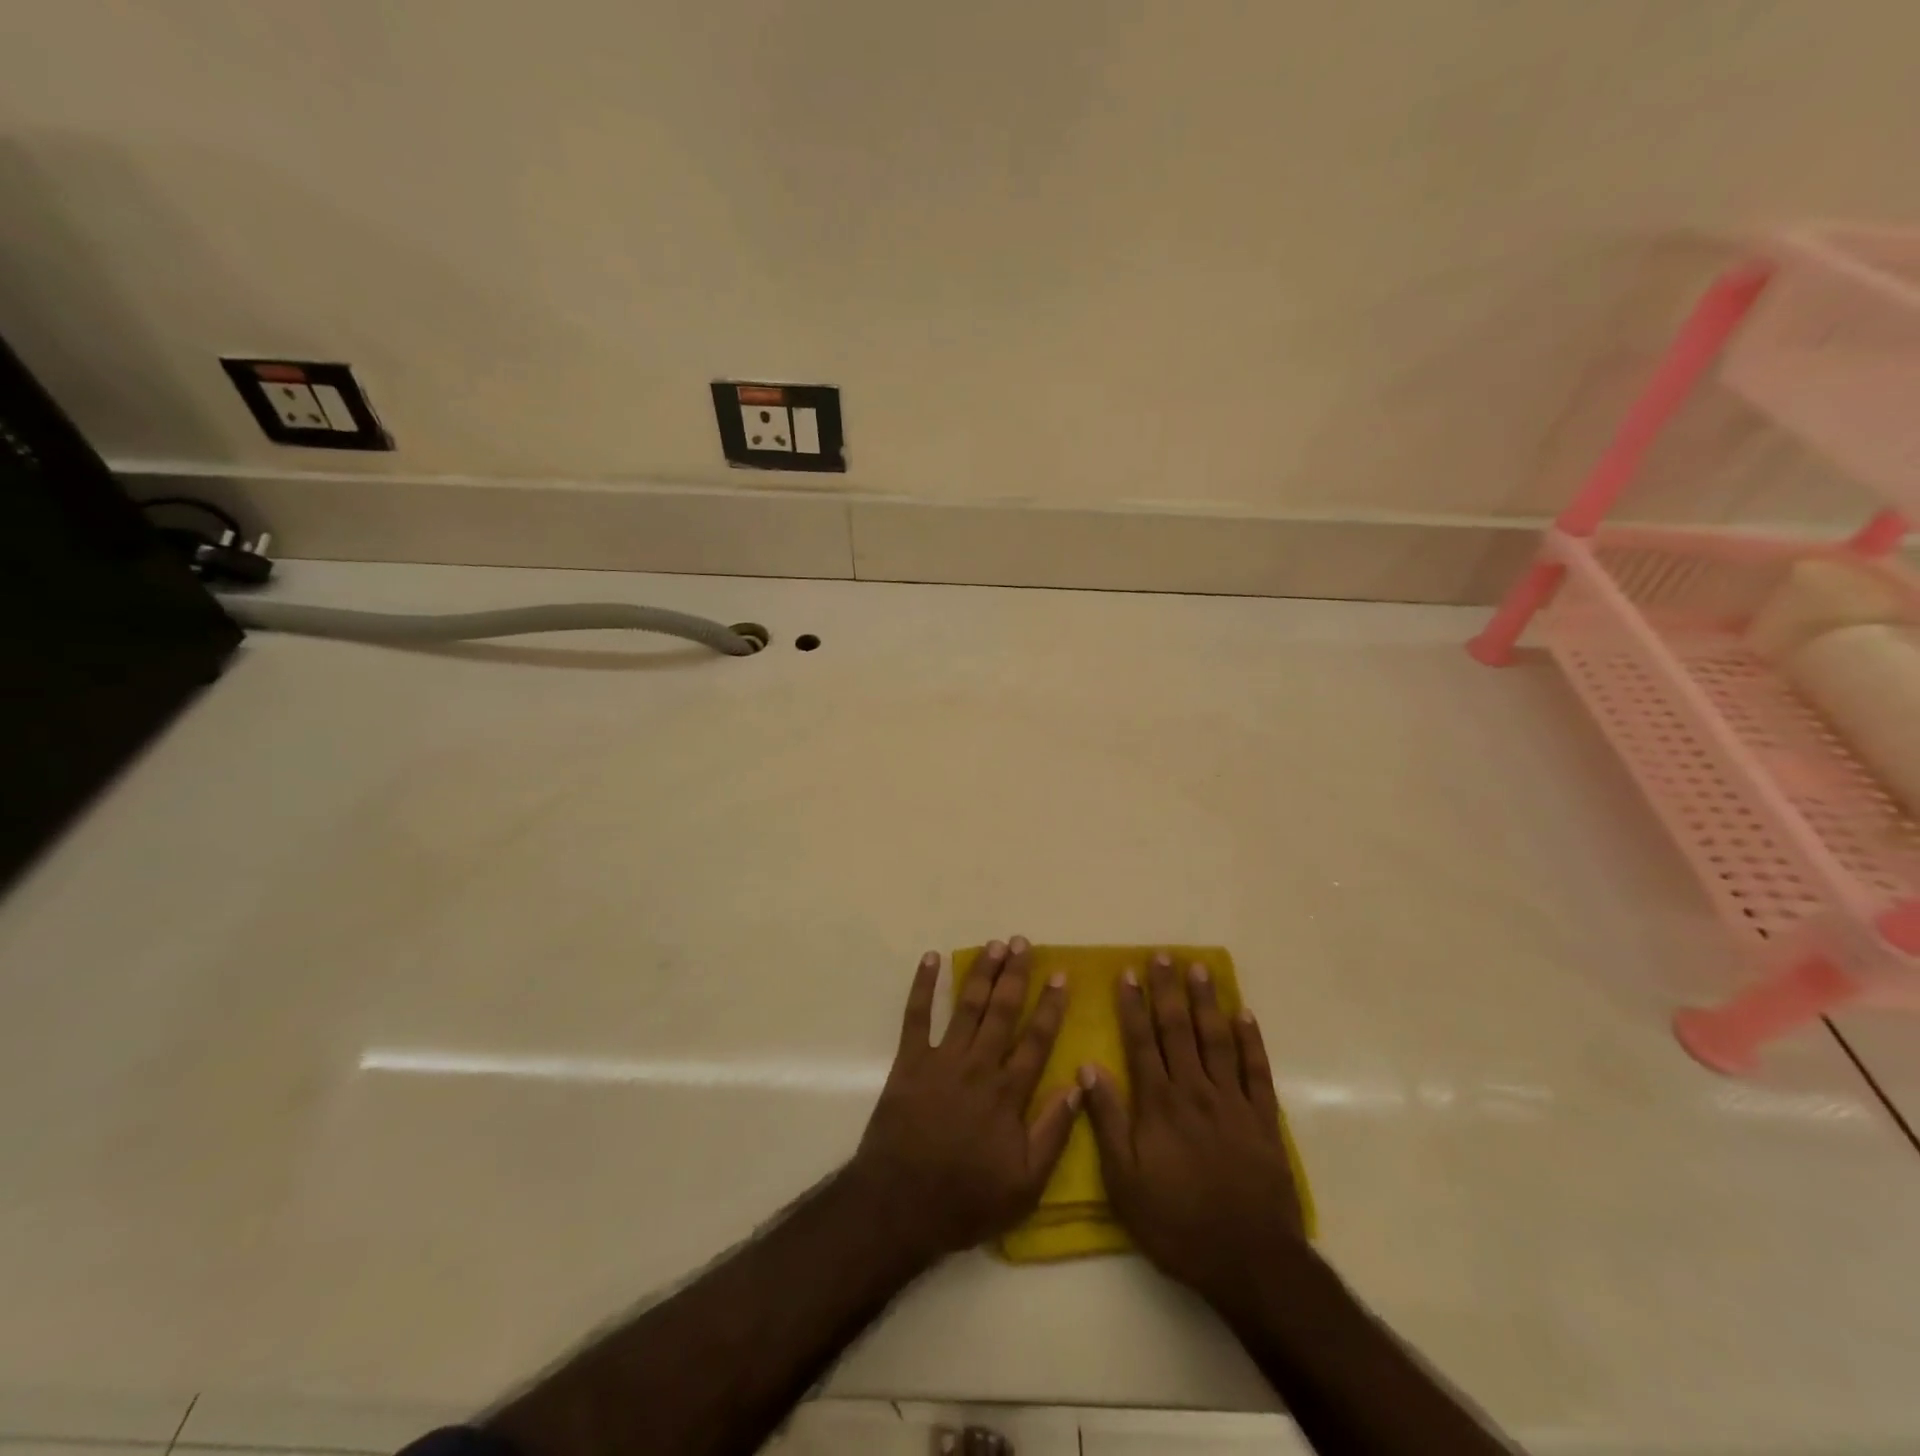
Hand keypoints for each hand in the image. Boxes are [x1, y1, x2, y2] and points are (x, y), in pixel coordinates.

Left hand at [852, 937, 1077, 1259]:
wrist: (900, 1204)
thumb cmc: (967, 1199)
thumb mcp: (1026, 1184)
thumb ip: (1054, 1132)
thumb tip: (1079, 1083)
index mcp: (1008, 1093)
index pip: (1036, 1039)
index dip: (1050, 1006)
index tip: (1060, 975)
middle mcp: (978, 1066)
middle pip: (1002, 1010)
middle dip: (1015, 974)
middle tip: (1023, 942)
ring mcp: (942, 1060)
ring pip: (967, 1006)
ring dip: (980, 972)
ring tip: (994, 944)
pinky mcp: (909, 1062)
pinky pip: (916, 1016)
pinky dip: (923, 986)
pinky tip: (931, 959)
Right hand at [1080, 952, 1304, 1307]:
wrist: (1249, 1260)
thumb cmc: (1177, 1223)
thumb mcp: (1124, 1181)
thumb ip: (1106, 1121)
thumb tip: (1089, 1068)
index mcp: (1159, 1104)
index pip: (1142, 1041)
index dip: (1133, 1005)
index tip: (1127, 973)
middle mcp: (1195, 1091)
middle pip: (1179, 1030)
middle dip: (1169, 990)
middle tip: (1164, 956)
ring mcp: (1233, 1102)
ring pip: (1217, 1040)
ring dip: (1207, 1002)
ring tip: (1200, 970)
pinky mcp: (1263, 1119)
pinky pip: (1256, 1070)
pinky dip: (1251, 1040)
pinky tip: (1244, 1015)